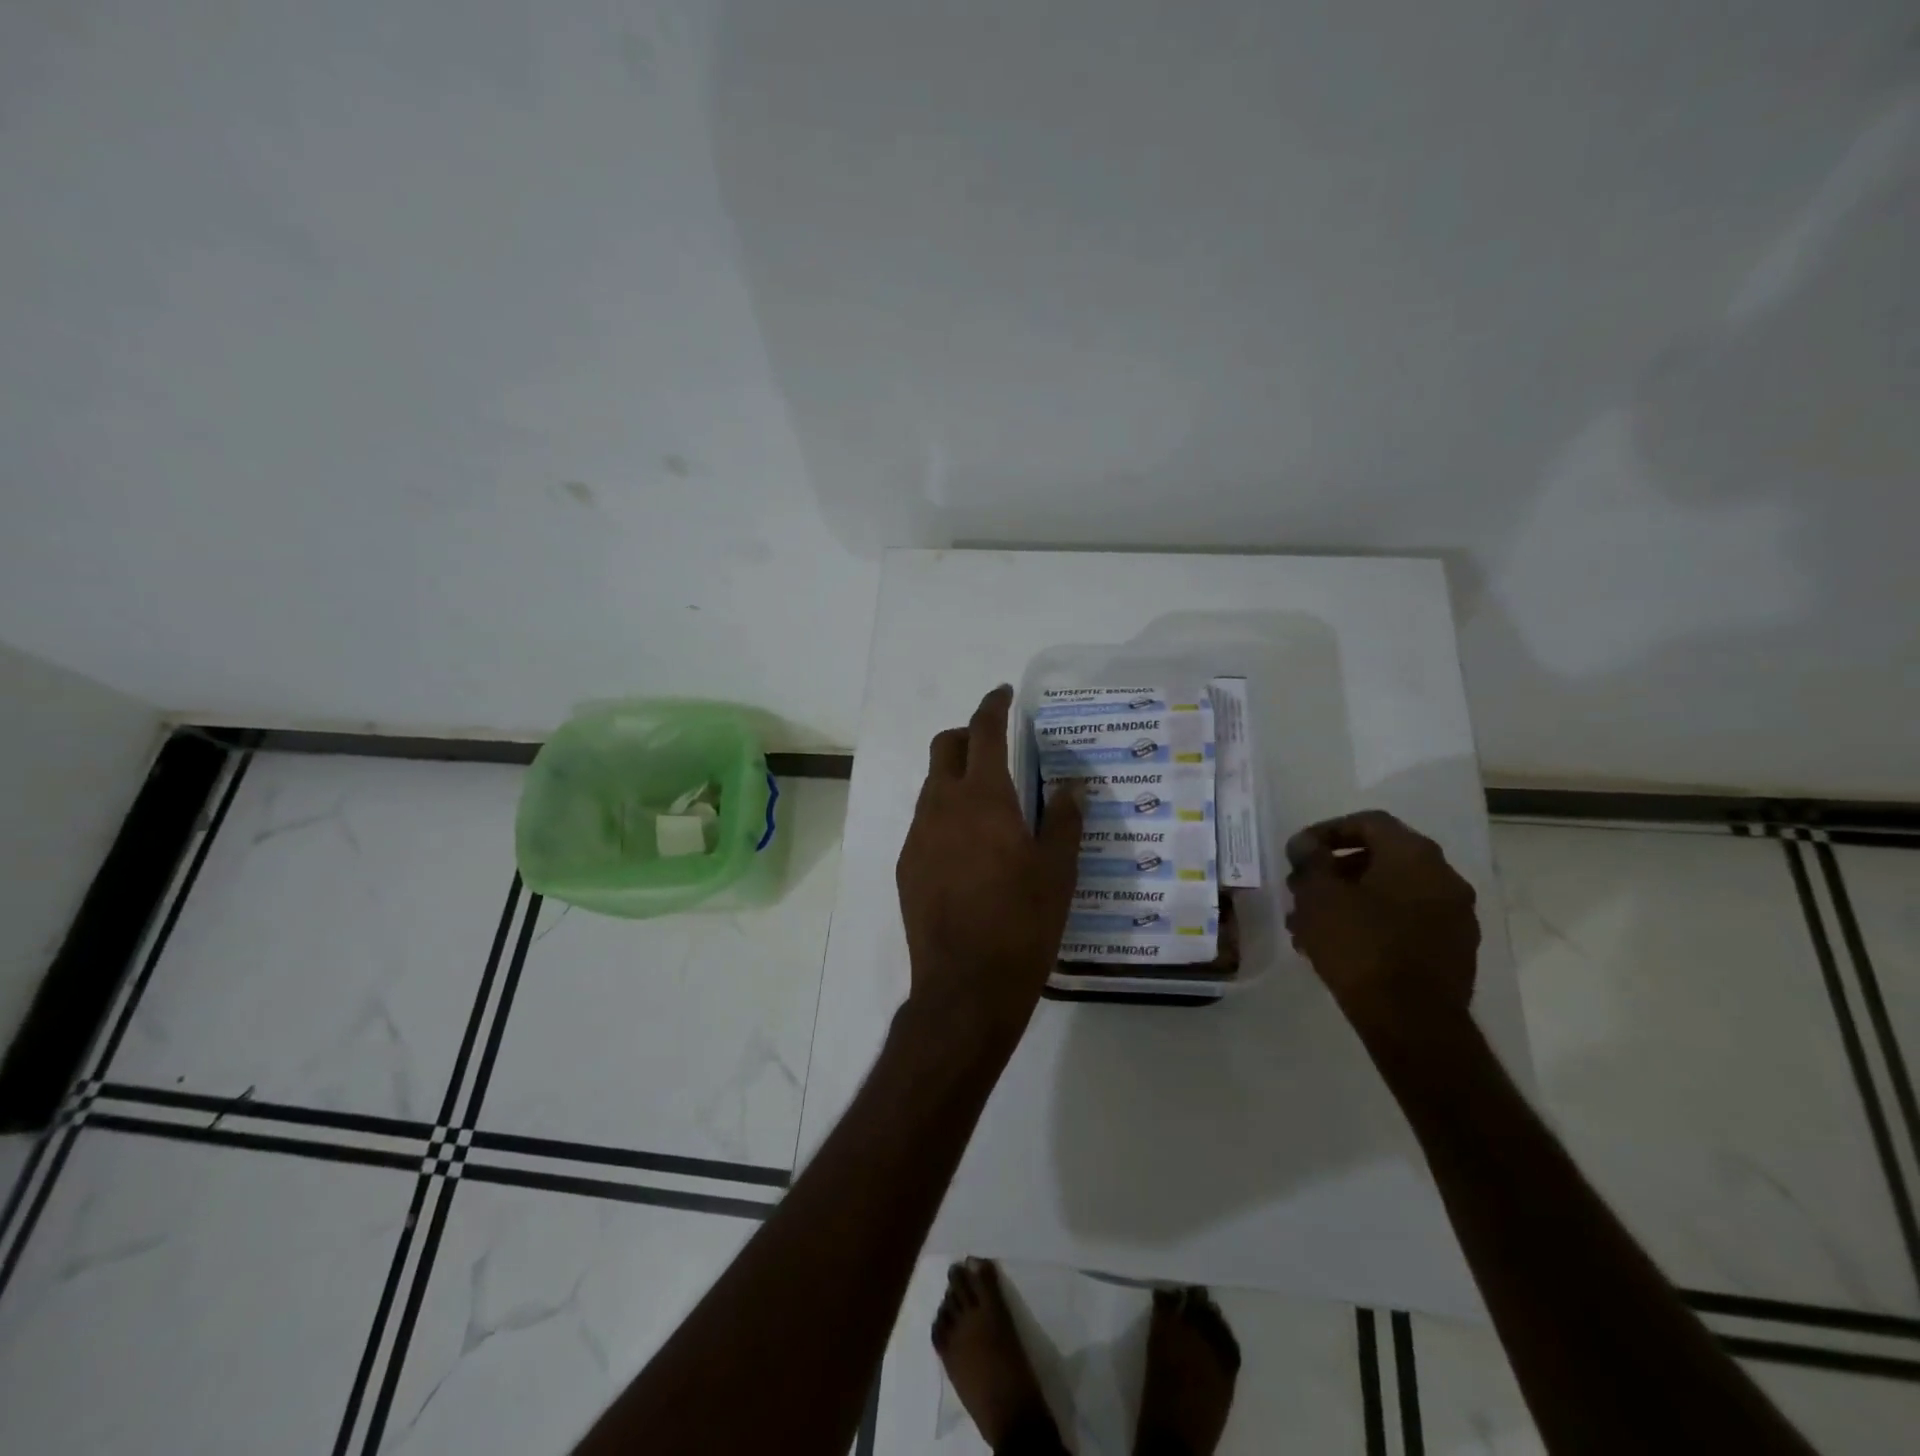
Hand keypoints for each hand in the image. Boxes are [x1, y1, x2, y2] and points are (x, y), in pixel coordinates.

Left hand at [896, 685, 1083, 1046]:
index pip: (983, 731)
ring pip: (931, 786)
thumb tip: (1070, 787)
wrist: (965, 987)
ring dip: (955, 778)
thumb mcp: (1058, 871)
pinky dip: (945, 815)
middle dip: (967, 736)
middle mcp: (942, 806)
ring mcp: (918, 836)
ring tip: (988, 805)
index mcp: (983, 798)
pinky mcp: (906, 866)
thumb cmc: (1022, 923)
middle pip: (944, 748)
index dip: (992, 705)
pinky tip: (968, 849)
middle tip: (995, 748)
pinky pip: (925, 822)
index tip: (1002, 693)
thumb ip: (1064, 820)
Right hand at [1284, 810, 1479, 1042]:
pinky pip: (1405, 922)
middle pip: (1381, 858)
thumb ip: (1311, 860)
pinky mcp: (1453, 951)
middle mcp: (1444, 877)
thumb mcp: (1319, 896)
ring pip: (1391, 893)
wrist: (1411, 1022)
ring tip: (1310, 923)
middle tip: (1301, 888)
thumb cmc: (1360, 946)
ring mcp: (1454, 916)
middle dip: (1335, 870)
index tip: (1298, 852)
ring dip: (1350, 899)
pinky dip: (1372, 922)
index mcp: (1415, 855)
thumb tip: (1306, 843)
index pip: (1369, 822)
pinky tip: (1339, 946)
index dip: (1327, 831)